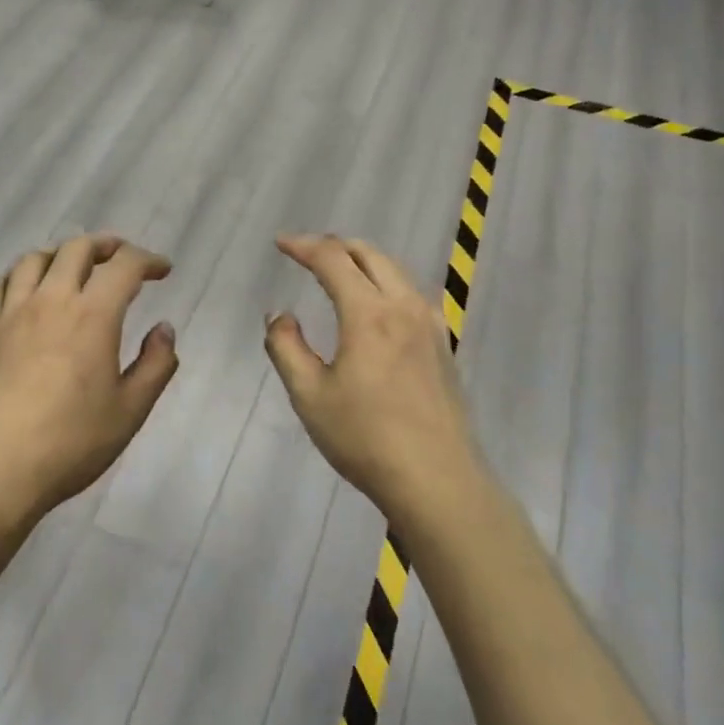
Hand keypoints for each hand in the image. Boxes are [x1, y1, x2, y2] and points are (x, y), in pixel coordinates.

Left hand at [0, 235, 179, 530]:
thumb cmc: (70, 444)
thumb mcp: (130, 411)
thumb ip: (156, 365)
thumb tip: (164, 329)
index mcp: (92, 315)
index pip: (124, 265)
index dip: (148, 260)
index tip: (162, 271)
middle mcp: (51, 301)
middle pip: (77, 248)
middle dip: (106, 245)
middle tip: (122, 260)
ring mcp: (11, 314)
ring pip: (34, 259)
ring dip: (61, 254)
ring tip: (74, 269)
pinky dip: (17, 276)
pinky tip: (25, 291)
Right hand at [264, 234, 481, 524]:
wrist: (437, 480)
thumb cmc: (365, 438)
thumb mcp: (309, 396)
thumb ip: (286, 347)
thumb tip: (281, 316)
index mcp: (368, 313)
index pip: (333, 259)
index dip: (303, 246)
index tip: (281, 243)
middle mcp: (403, 306)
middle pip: (369, 255)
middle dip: (335, 246)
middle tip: (306, 253)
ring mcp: (430, 324)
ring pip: (395, 270)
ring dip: (363, 261)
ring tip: (339, 271)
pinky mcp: (443, 344)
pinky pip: (411, 293)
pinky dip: (386, 281)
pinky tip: (378, 304)